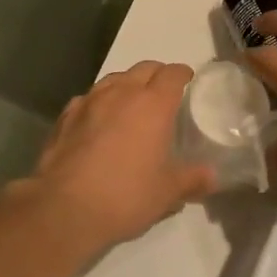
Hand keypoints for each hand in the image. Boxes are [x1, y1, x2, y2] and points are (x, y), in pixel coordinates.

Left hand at [26, 61, 215, 249]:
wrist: (64, 208)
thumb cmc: (125, 196)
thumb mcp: (167, 193)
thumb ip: (192, 180)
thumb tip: (212, 176)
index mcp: (153, 104)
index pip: (172, 74)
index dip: (182, 73)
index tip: (188, 78)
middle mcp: (121, 93)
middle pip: (143, 68)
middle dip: (157, 73)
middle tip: (164, 90)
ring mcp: (89, 102)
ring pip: (113, 79)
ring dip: (127, 84)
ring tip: (131, 101)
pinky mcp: (65, 117)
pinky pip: (88, 98)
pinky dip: (99, 102)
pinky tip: (98, 119)